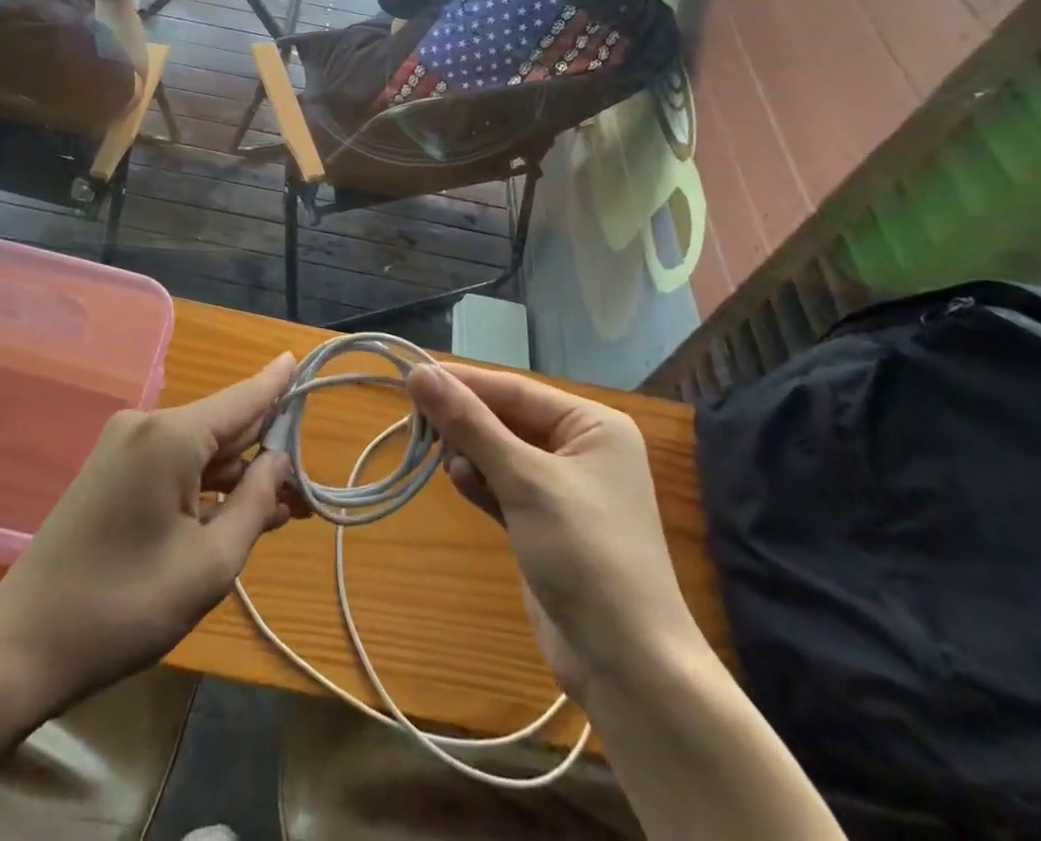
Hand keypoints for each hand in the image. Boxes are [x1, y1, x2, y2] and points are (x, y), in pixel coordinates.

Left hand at [0, 352, 304, 715]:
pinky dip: (206, 484)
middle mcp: (147, 425)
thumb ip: (255, 504)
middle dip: (266, 452)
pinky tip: (236, 510)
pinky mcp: (111, 470)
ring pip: (199, 448)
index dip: (277, 382)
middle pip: (223, 425)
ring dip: (238, 475)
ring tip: (284, 509)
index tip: (302, 358)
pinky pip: (173, 463)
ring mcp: (124, 446)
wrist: (23, 646)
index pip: (242, 398)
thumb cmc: (124, 608)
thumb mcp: (209, 564)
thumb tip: (279, 461)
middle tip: (308, 490)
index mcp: (170, 436)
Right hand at [405, 363, 699, 701]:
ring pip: (501, 452)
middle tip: (419, 425)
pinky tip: (459, 481)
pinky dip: (480, 482)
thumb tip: (418, 372)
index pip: (515, 390)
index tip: (412, 377)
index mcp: (593, 425)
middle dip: (466, 423)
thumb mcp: (524, 480)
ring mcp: (564, 490)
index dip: (463, 383)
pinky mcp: (545, 525)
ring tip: (444, 462)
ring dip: (471, 453)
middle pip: (507, 419)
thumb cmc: (585, 553)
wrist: (629, 668)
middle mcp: (581, 449)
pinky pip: (504, 487)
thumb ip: (469, 424)